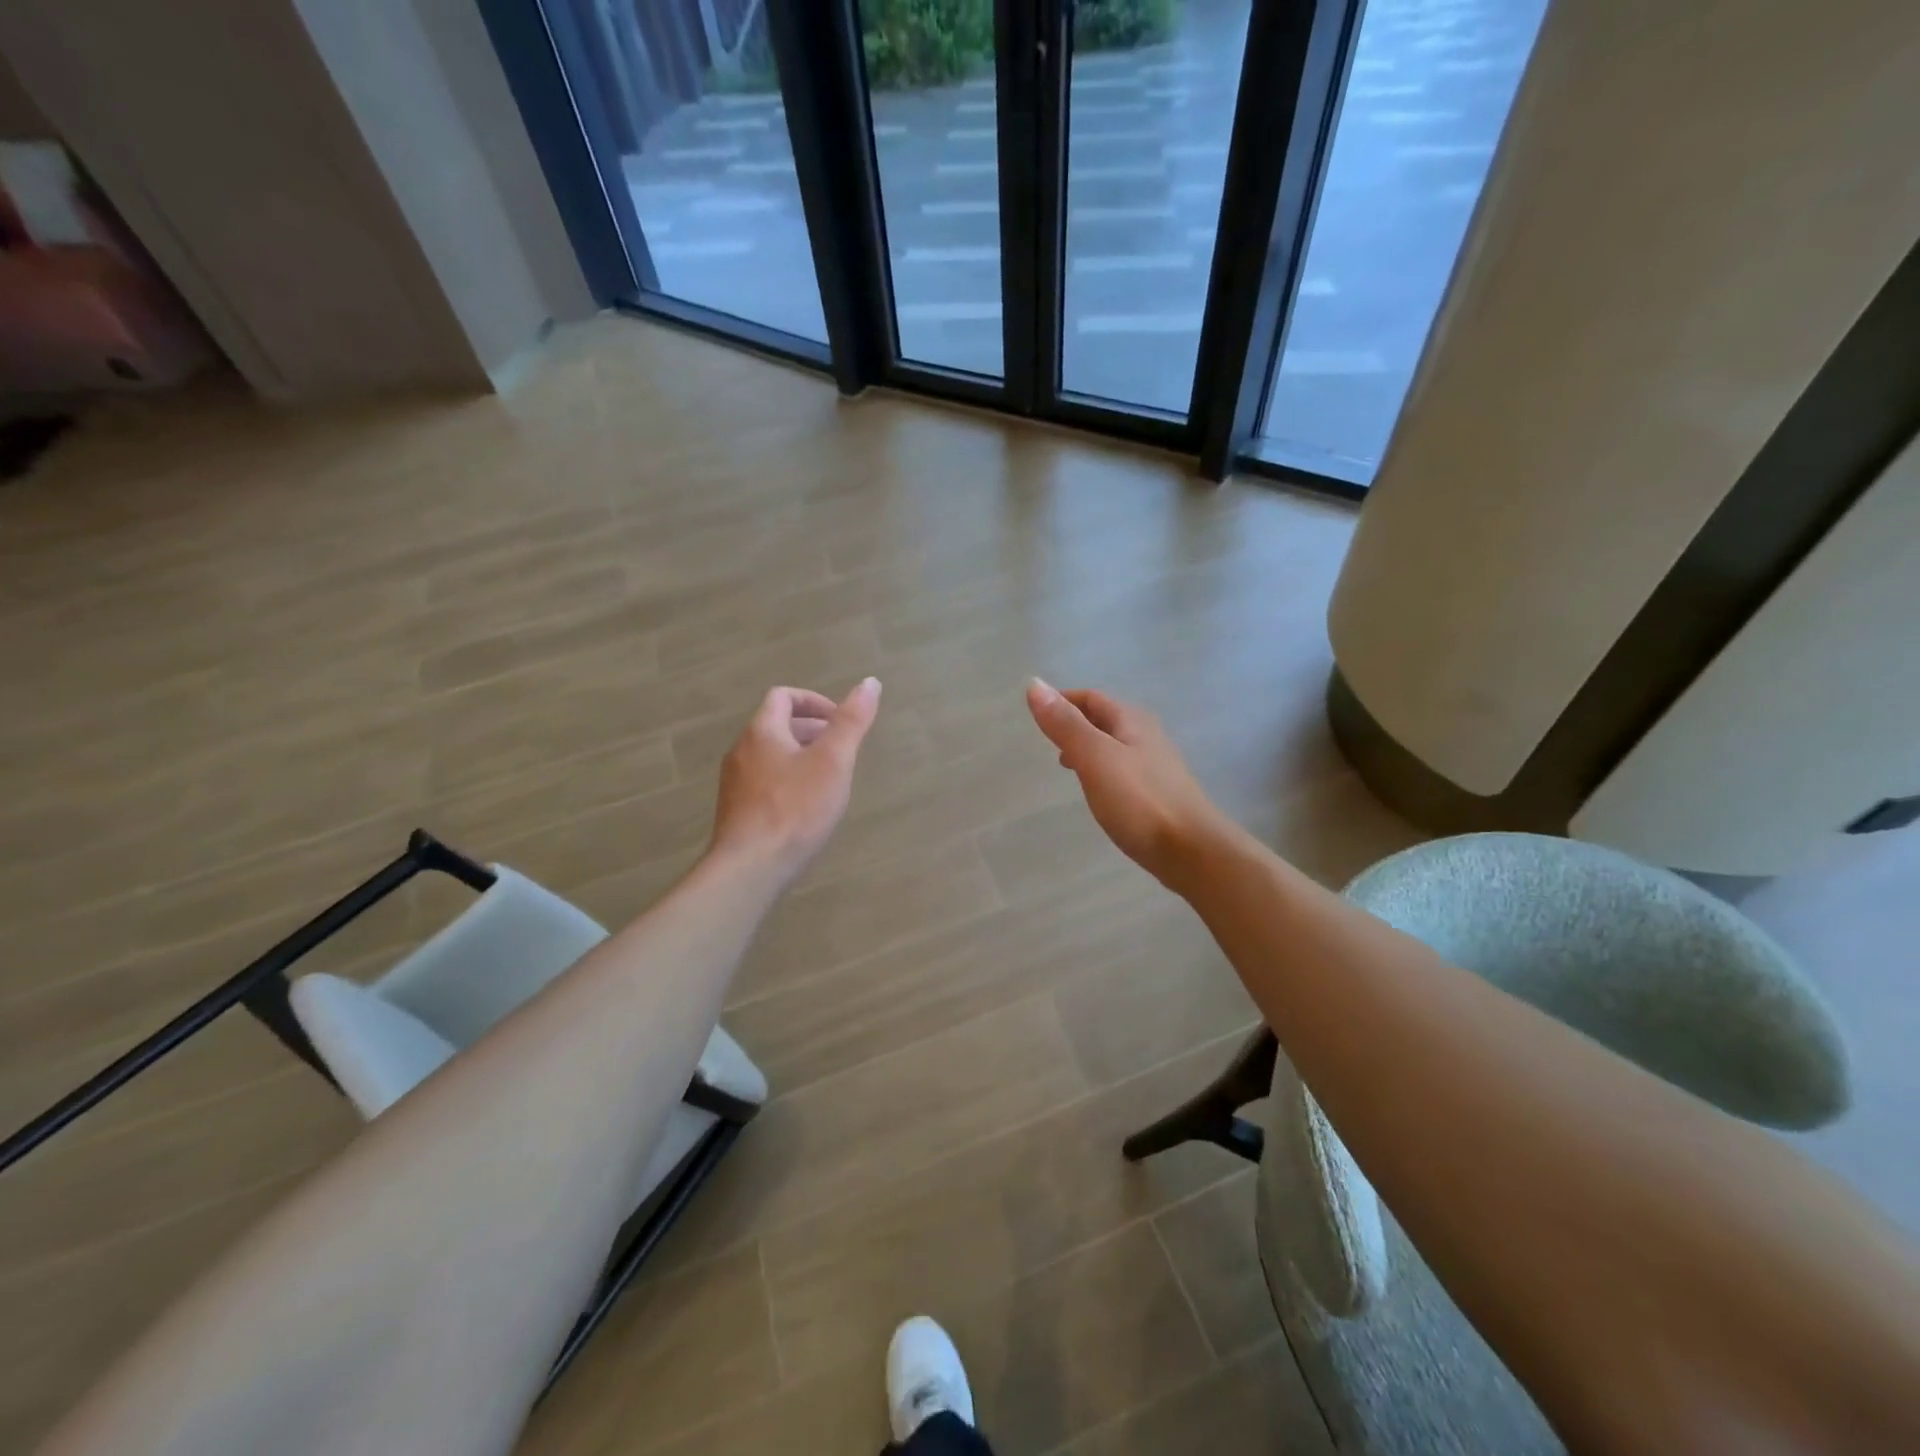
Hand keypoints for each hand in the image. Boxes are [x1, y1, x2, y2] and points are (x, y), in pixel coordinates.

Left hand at [711, 678, 880, 882]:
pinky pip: (764, 782)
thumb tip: (870, 682)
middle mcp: (742, 751)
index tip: (840, 722)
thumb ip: (851, 721)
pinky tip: (806, 809)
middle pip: (776, 726)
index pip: (783, 697)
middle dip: (811, 730)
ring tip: (829, 779)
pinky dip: (788, 781)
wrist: (751, 868)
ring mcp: (735, 783)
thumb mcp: (833, 761)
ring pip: (770, 756)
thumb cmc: (796, 809)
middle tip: (841, 750)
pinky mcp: (737, 811)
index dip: (814, 701)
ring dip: (800, 756)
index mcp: (762, 731)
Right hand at [1025, 678, 1225, 888]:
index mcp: (1131, 721)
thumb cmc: (1140, 800)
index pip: (1091, 698)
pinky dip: (1101, 770)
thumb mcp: (1095, 758)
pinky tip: (1097, 791)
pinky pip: (1122, 770)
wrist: (1192, 850)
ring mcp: (1155, 766)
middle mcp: (1146, 736)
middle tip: (1047, 739)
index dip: (1063, 700)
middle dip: (1075, 723)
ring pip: (1114, 745)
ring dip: (1088, 747)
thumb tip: (1034, 684)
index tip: (1037, 713)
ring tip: (1066, 764)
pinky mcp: (1157, 794)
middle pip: (1105, 719)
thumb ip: (1065, 724)